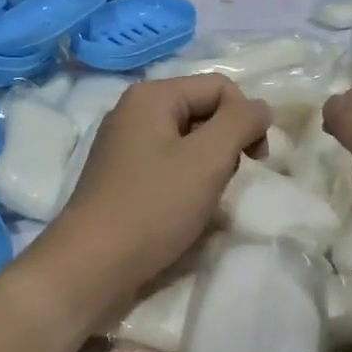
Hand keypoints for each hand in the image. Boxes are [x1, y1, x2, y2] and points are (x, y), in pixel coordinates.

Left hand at [35, 74, 269, 314]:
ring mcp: (124, 144)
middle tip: (227, 181)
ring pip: (187, 140)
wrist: (91, 265)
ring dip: (208, 165)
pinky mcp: (121, 175)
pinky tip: (184, 209)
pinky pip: (167, 163)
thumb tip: (260, 107)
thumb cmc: (153, 207)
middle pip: (202, 110)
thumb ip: (240, 123)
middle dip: (226, 142)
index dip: (246, 118)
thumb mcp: (207, 159)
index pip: (220, 86)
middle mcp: (134, 111)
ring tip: (205, 198)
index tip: (255, 161)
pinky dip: (185, 180)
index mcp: (152, 96)